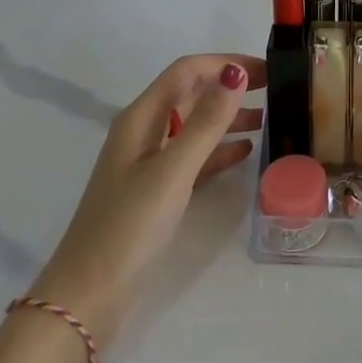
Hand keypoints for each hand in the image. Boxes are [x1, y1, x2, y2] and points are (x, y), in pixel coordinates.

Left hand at [31, 54, 263, 347]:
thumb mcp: (172, 171)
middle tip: (275, 89)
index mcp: (141, 117)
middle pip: (191, 94)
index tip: (266, 69)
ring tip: (268, 119)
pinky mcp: (155, 192)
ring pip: (194, 125)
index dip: (225, 63)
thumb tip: (235, 72)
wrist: (86, 300)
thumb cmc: (128, 227)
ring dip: (228, 117)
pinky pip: (193, 157)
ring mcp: (148, 163)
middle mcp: (143, 132)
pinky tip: (245, 152)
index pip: (187, 71)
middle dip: (230, 86)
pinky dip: (218, 150)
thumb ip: (206, 122)